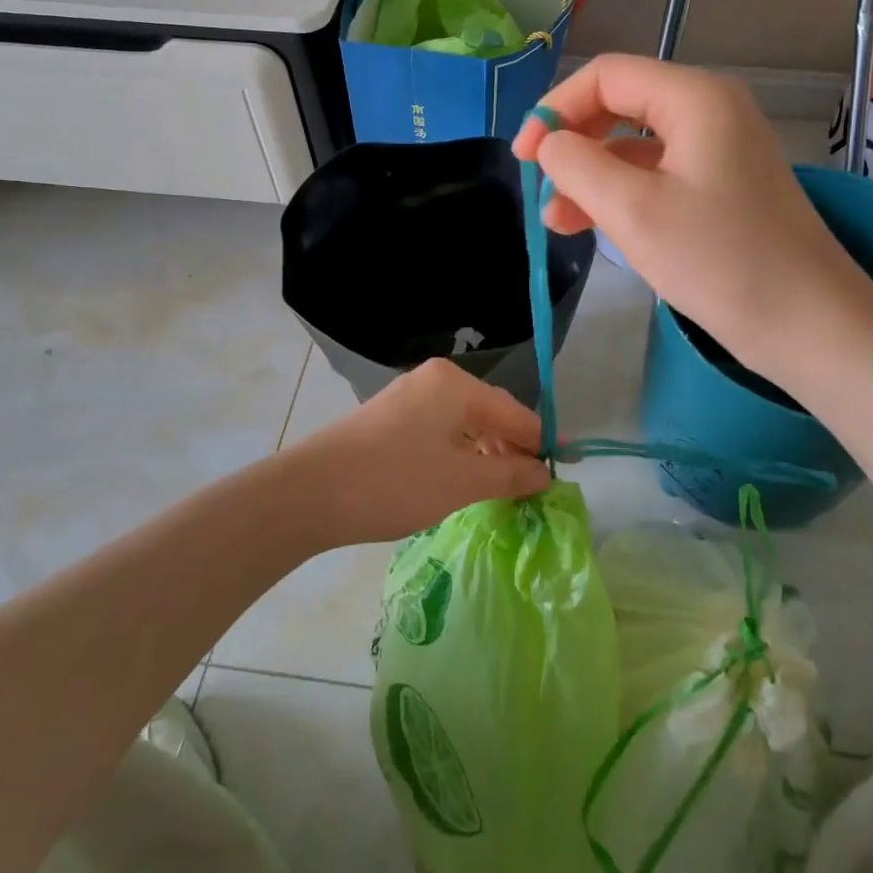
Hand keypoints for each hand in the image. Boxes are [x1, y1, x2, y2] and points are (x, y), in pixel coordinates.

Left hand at [291, 358, 550, 545]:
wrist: (309, 493)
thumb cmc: (395, 482)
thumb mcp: (462, 482)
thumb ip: (509, 475)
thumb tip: (544, 473)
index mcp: (456, 384)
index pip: (514, 412)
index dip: (540, 442)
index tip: (563, 470)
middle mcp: (434, 380)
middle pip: (489, 413)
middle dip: (512, 449)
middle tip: (531, 488)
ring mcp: (408, 396)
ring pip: (463, 423)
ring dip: (485, 454)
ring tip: (500, 489)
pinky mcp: (390, 418)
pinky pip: (439, 430)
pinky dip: (458, 454)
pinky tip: (462, 479)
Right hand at [513, 55, 872, 380]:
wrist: (809, 324)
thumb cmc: (720, 261)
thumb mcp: (633, 211)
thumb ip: (577, 165)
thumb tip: (549, 143)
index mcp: (694, 98)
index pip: (606, 76)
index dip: (554, 109)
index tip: (523, 158)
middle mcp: (710, 110)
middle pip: (620, 105)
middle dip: (572, 144)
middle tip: (540, 189)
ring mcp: (720, 149)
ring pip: (635, 146)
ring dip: (591, 176)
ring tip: (558, 222)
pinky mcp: (722, 186)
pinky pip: (658, 174)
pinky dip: (622, 194)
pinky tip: (596, 226)